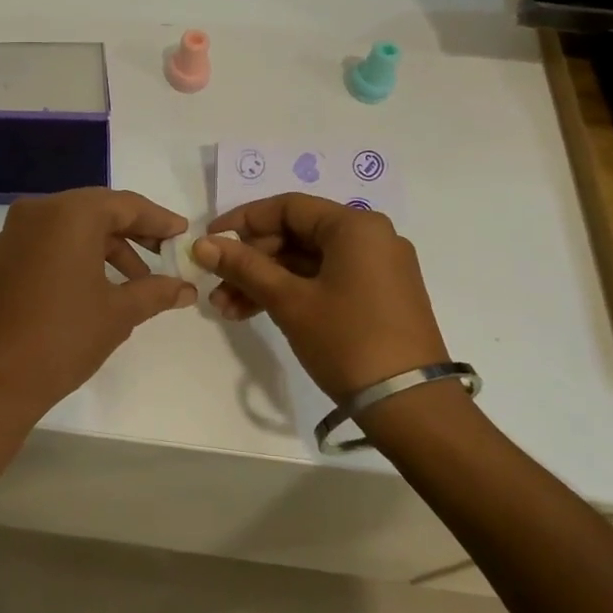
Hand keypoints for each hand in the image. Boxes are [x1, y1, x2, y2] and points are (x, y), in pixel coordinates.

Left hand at [0, 188, 196, 427]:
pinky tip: (100, 287)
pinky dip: (79, 256)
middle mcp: (39, 211)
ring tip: (136, 283)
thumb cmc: (61, 338)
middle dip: (134, 233)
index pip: (125, 204)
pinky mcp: (3, 257)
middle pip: (98, 211)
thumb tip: (186, 288)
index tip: (183, 234)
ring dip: (108, 248)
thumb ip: (156, 292)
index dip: (158, 220)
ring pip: (73, 228)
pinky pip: (51, 243)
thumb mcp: (118, 314)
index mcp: (70, 213)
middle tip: (164, 256)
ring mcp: (15, 233)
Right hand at [193, 194, 448, 402]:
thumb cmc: (347, 340)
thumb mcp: (289, 301)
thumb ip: (244, 267)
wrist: (411, 406)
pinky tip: (254, 313)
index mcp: (355, 226)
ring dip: (264, 281)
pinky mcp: (376, 298)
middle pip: (296, 235)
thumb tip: (202, 244)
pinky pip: (324, 281)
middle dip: (251, 260)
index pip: (288, 207)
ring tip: (226, 310)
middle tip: (216, 285)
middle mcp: (370, 238)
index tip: (209, 242)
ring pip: (306, 262)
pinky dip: (290, 293)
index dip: (243, 221)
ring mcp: (376, 269)